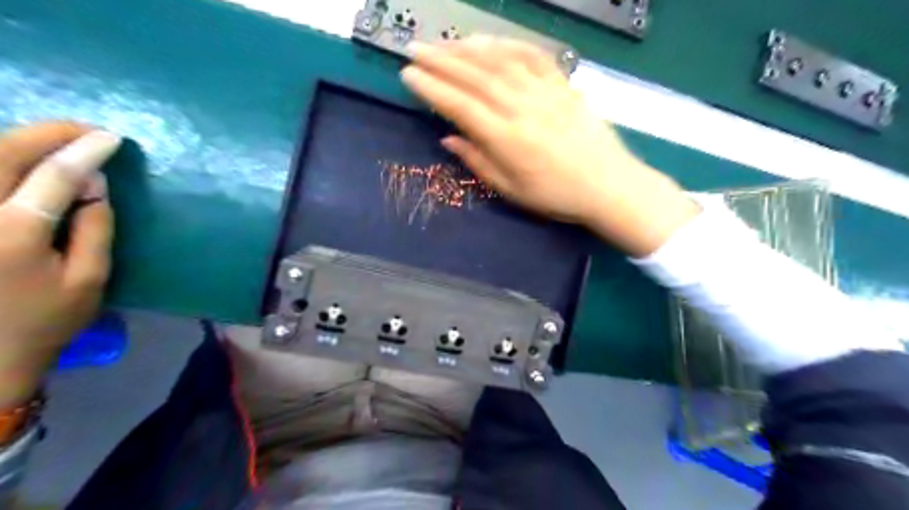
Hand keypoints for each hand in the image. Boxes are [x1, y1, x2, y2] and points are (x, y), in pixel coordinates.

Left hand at [0, 124, 118, 409]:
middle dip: (46, 133)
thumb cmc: (44, 321)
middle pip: (1, 154)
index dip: (85, 151)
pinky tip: (16, 159)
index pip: (55, 176)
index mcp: (13, 235)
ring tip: (55, 138)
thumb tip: (96, 183)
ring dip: (16, 140)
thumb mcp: (89, 280)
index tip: (113, 138)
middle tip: (85, 129)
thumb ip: (95, 228)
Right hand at [400, 35, 697, 253]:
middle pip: (475, 77)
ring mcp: (545, 93)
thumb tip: (448, 138)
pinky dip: (507, 44)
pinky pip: (532, 56)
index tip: (408, 76)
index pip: (460, 106)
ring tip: (443, 44)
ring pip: (500, 61)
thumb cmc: (557, 196)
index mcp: (507, 140)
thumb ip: (478, 162)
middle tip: (415, 50)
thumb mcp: (512, 191)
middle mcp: (523, 109)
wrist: (609, 186)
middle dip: (440, 61)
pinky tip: (489, 41)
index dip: (431, 89)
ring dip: (467, 49)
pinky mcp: (563, 85)